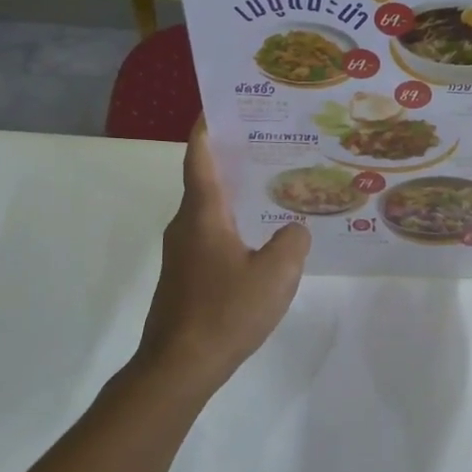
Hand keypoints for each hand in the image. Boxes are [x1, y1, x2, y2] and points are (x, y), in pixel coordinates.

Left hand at [133, 122, 310, 396]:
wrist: (178, 367)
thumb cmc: (225, 311)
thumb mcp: (276, 274)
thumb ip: (293, 242)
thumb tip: (293, 230)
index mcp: (203, 214)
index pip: (199, 157)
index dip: (207, 128)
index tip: (221, 105)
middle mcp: (186, 226)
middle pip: (205, 180)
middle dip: (232, 158)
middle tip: (269, 143)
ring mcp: (182, 253)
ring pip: (209, 211)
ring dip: (235, 194)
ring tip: (272, 187)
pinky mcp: (185, 277)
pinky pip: (211, 236)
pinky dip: (233, 224)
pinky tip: (260, 239)